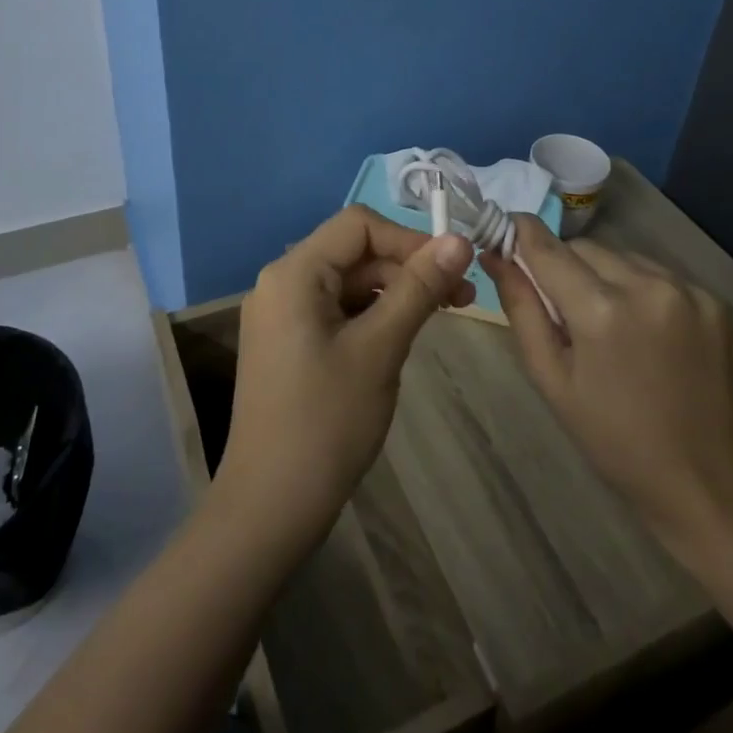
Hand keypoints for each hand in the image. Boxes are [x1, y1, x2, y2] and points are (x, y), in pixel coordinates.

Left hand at [214, 205, 475, 549]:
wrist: (270, 506)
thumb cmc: (327, 422)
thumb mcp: (380, 348)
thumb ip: (418, 288)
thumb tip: (459, 239)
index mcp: (294, 273)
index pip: (358, 226)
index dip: (409, 239)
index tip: (454, 268)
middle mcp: (281, 282)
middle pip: (354, 253)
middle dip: (408, 268)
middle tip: (462, 299)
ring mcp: (282, 314)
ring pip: (349, 282)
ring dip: (395, 292)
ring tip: (442, 316)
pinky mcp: (288, 342)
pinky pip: (337, 310)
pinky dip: (373, 315)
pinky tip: (403, 336)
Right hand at [482, 216, 732, 558]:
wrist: (712, 485)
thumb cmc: (617, 441)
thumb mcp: (553, 380)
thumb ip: (522, 310)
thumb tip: (496, 256)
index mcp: (601, 311)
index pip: (547, 247)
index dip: (521, 233)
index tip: (505, 231)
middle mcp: (648, 286)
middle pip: (586, 248)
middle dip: (566, 267)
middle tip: (565, 310)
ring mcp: (691, 291)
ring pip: (625, 257)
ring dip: (606, 277)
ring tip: (612, 327)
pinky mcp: (719, 302)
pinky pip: (662, 276)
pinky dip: (644, 291)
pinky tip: (650, 334)